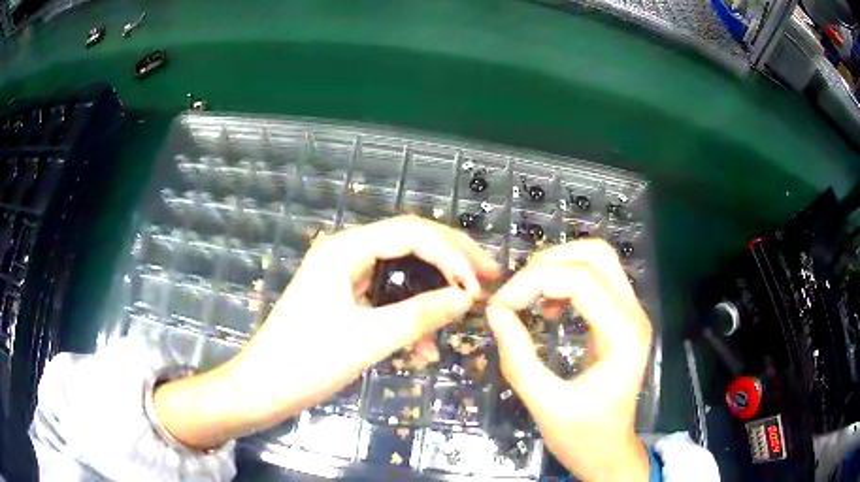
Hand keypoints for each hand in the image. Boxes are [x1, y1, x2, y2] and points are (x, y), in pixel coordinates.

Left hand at [154, 216, 498, 448]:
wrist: (263, 388)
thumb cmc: (306, 362)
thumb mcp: (368, 340)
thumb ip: (420, 315)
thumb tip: (467, 298)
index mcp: (345, 249)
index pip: (412, 233)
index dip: (451, 254)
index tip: (478, 286)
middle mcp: (345, 251)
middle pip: (410, 242)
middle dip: (451, 260)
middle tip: (488, 277)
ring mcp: (344, 274)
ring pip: (402, 269)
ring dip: (433, 289)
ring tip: (465, 308)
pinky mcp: (345, 297)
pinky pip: (387, 295)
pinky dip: (409, 314)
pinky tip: (425, 346)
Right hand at [486, 240, 651, 481]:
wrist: (609, 453)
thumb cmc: (582, 436)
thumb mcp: (545, 403)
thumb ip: (517, 358)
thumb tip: (495, 313)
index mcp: (623, 335)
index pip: (581, 280)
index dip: (534, 282)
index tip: (500, 306)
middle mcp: (633, 314)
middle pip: (596, 255)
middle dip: (549, 263)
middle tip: (517, 293)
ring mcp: (631, 314)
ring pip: (598, 260)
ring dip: (558, 267)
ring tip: (529, 296)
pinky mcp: (620, 319)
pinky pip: (596, 279)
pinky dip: (566, 280)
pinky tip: (549, 308)